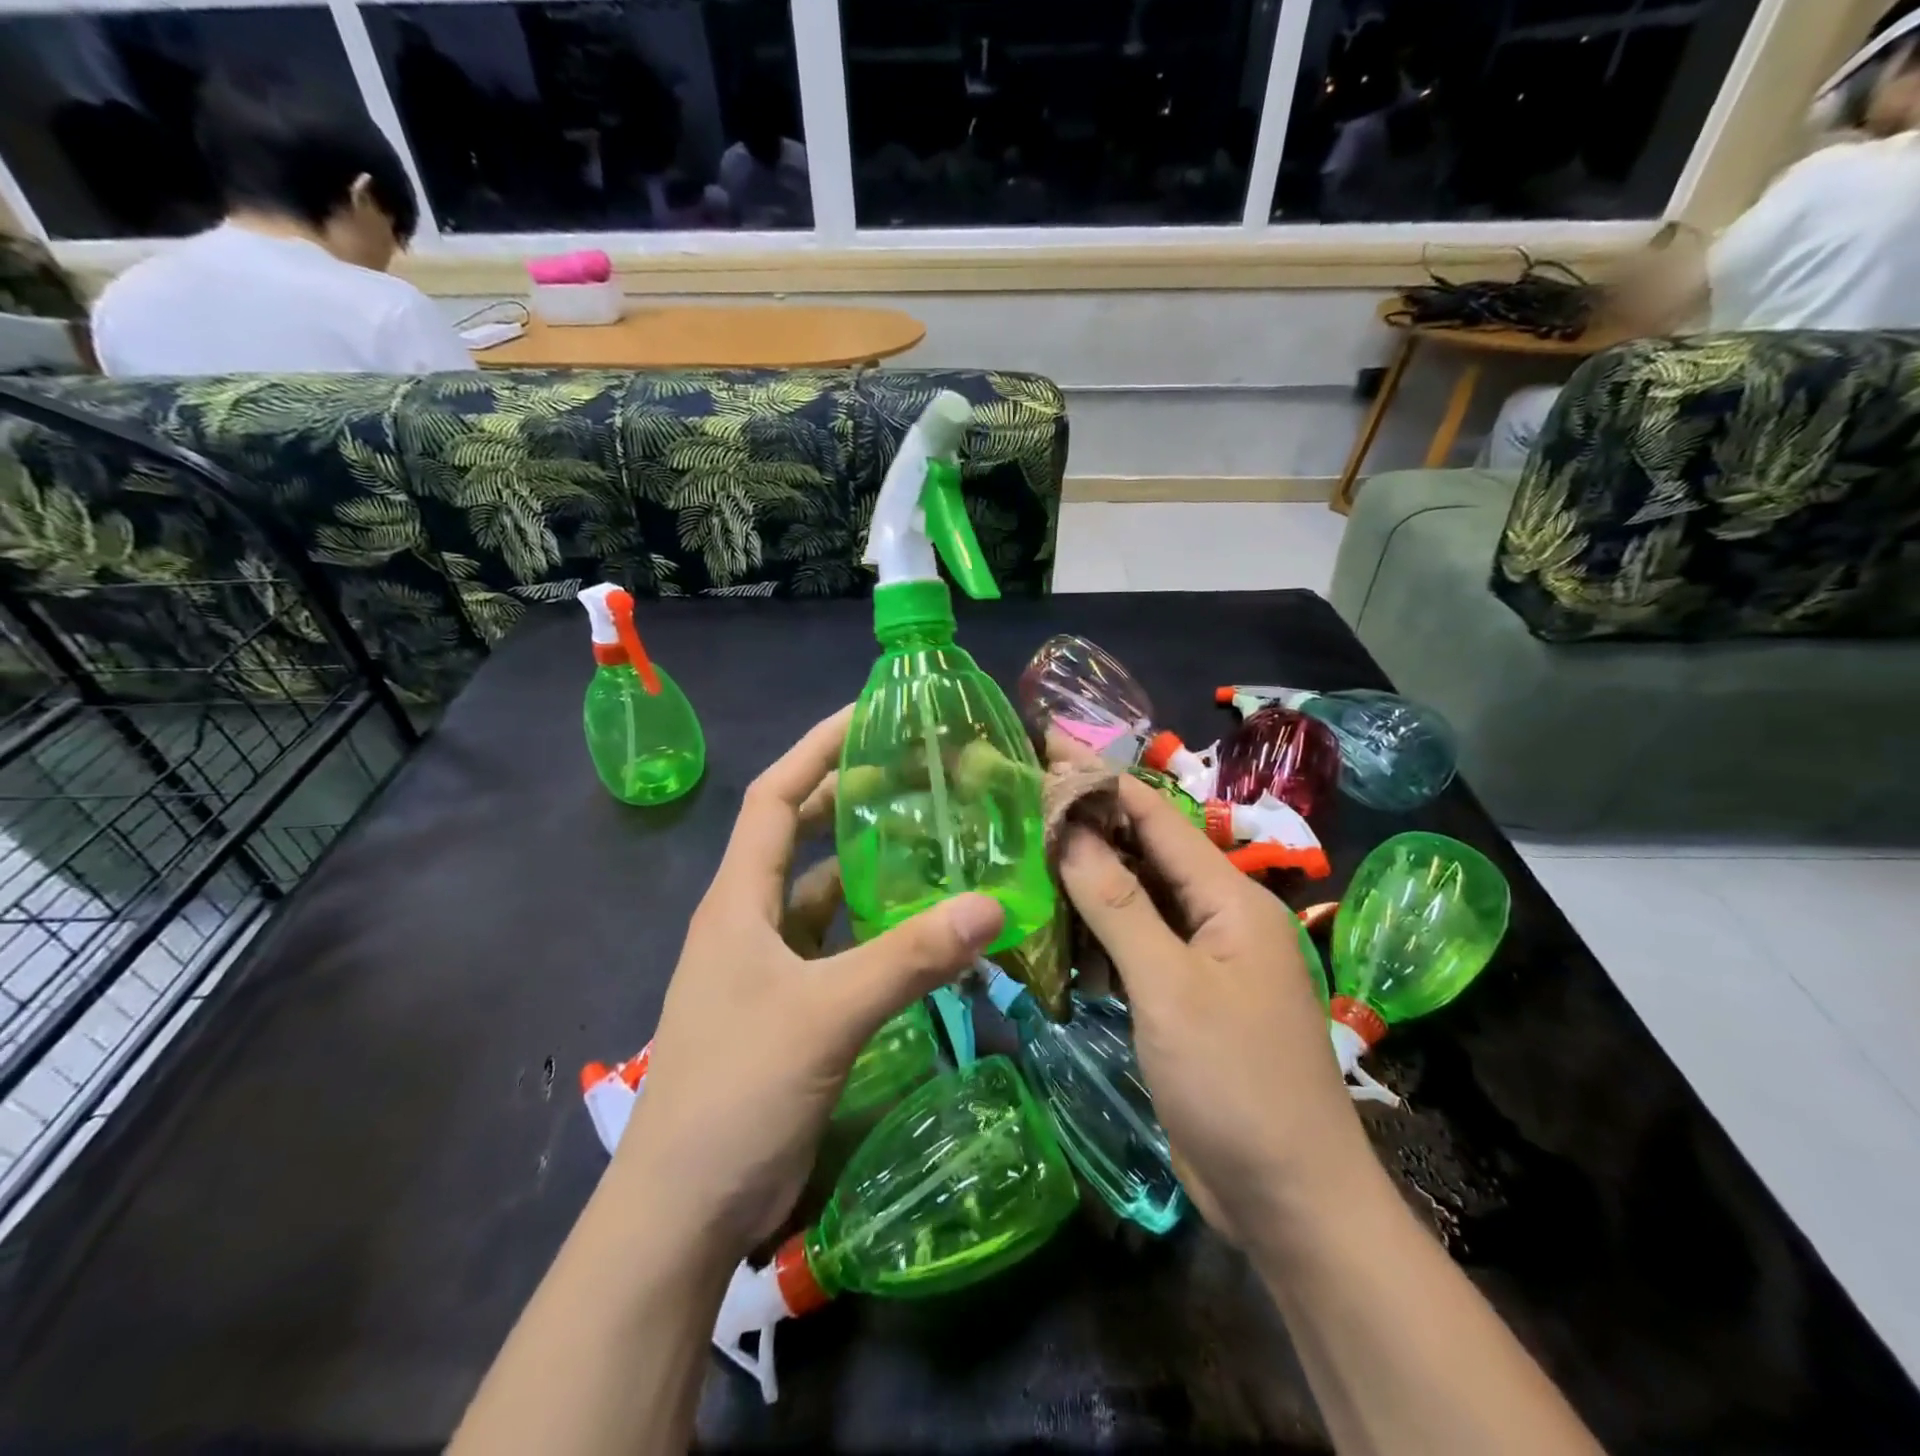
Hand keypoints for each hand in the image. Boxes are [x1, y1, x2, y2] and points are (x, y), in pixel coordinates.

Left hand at [612, 706, 1005, 1263]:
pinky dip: (873, 928)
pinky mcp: (788, 1006)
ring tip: (930, 841)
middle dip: (848, 798)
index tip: (867, 715)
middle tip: (915, 775)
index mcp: (737, 900)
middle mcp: (748, 920)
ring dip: (866, 867)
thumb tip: (993, 904)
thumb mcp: (827, 1014)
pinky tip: (919, 927)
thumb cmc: (737, 1092)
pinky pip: (836, 945)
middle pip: (798, 835)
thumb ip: (910, 958)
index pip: (774, 796)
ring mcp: (766, 966)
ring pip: (821, 893)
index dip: (815, 748)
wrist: (684, 1210)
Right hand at [1057, 773, 1370, 1246]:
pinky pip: (1136, 944)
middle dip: (1090, 822)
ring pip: (1137, 898)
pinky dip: (1098, 930)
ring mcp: (1203, 959)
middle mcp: (1219, 917)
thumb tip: (1070, 830)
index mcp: (1230, 899)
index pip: (1157, 817)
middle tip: (1024, 798)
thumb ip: (1118, 904)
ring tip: (1027, 851)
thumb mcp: (1169, 987)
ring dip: (1089, 877)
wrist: (1290, 1200)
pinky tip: (1057, 927)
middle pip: (1147, 852)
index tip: (1049, 745)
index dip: (1102, 778)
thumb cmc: (1234, 1081)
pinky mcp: (1185, 997)